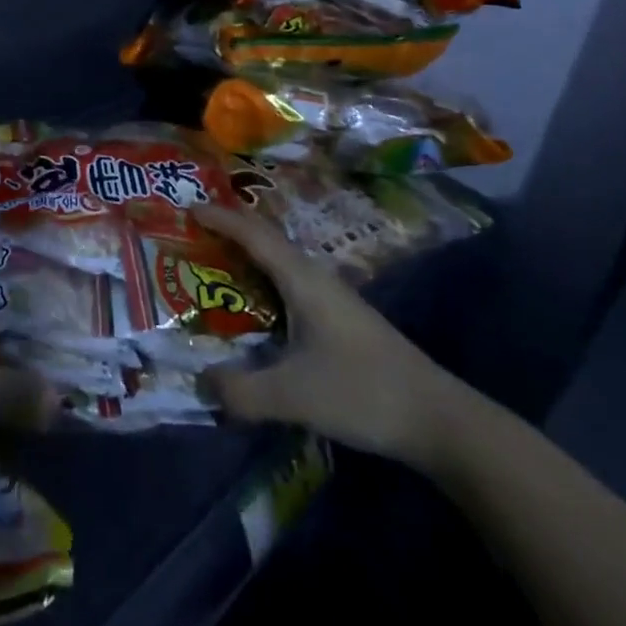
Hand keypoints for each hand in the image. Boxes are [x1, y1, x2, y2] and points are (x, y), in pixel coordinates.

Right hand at [195, 205, 474, 467]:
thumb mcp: (294, 396)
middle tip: (194, 233)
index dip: (220, 218)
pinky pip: (290, 284)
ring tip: (216, 264)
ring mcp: (332, 297)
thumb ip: (242, 391)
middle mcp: (315, 277)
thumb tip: (202, 383)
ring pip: (280, 263)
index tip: (188, 207)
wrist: (437, 418)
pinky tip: (256, 307)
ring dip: (248, 257)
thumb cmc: (362, 392)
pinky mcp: (340, 319)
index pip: (253, 234)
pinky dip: (264, 282)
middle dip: (230, 231)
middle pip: (266, 240)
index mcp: (301, 279)